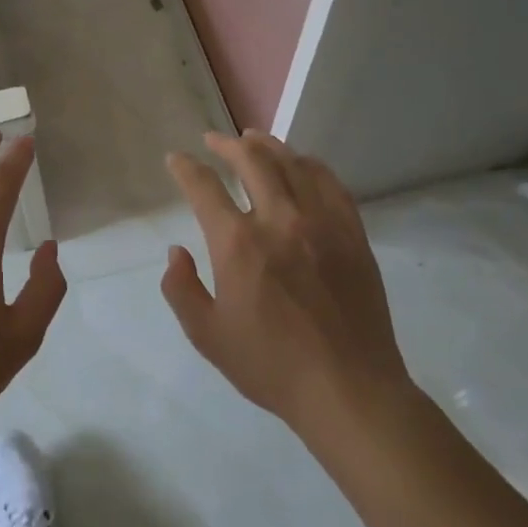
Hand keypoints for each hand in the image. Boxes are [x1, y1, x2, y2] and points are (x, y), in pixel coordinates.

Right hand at [162, 132, 411, 437]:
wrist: (348, 389)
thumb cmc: (271, 366)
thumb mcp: (207, 336)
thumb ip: (181, 289)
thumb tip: (175, 252)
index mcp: (237, 243)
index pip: (203, 186)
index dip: (185, 167)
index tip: (176, 159)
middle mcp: (278, 219)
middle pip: (251, 160)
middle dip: (226, 143)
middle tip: (214, 140)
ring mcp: (320, 222)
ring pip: (292, 163)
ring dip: (268, 144)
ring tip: (253, 138)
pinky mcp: (352, 233)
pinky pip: (331, 183)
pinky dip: (310, 164)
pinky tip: (301, 163)